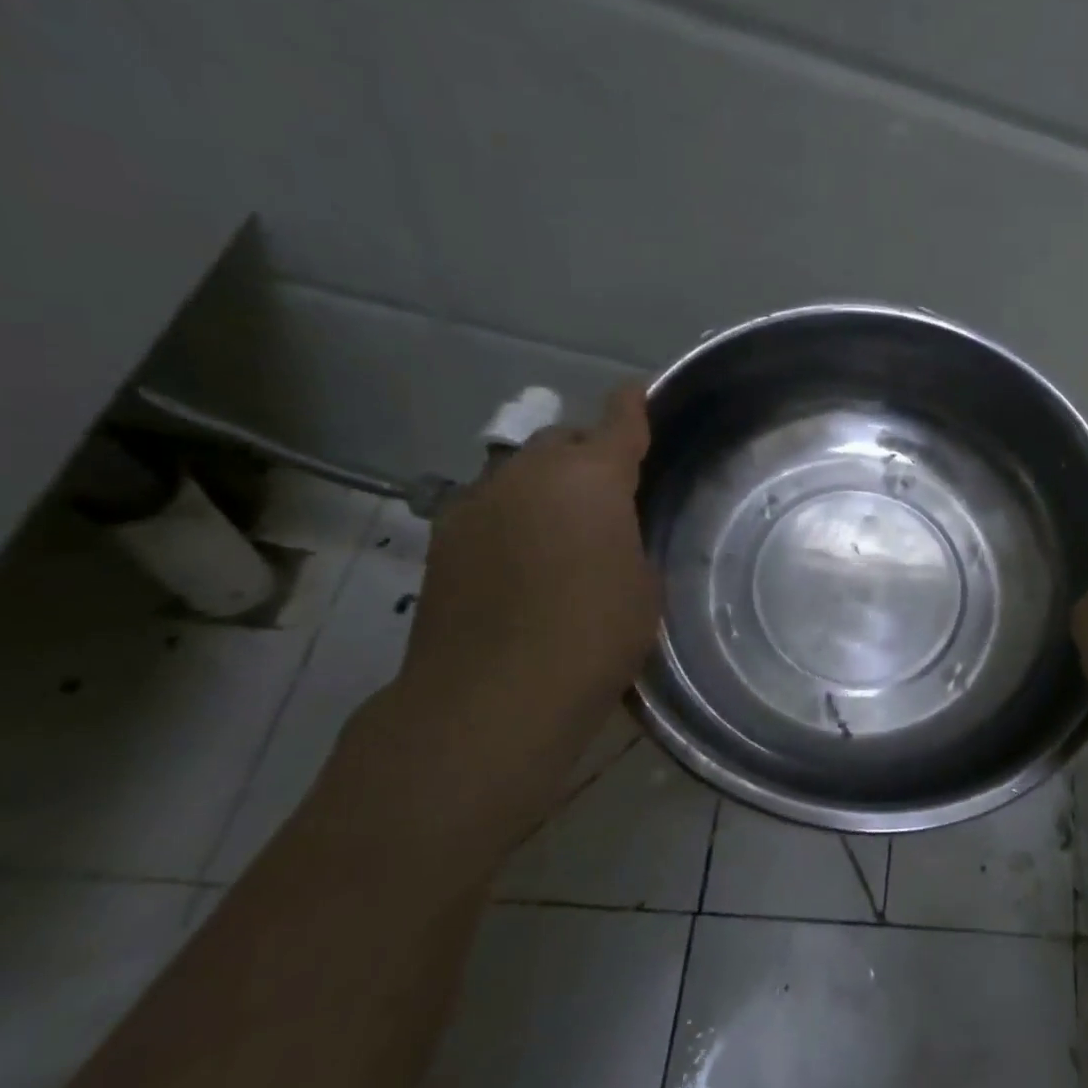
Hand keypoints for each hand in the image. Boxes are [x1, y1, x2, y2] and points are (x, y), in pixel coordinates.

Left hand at [368, 382, 660, 841]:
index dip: (634, 404)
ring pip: (520, 473)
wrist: (494, 695)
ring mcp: (477, 502)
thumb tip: (608, 535)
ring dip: (545, 487)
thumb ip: (628, 540)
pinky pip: (489, 508)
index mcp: (591, 477)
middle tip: (609, 492)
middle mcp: (529, 473)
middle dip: (586, 454)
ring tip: (564, 529)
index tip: (641, 392)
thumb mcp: (642, 583)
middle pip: (561, 441)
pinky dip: (511, 517)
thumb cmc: (594, 635)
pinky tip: (523, 559)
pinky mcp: (444, 539)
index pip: (618, 420)